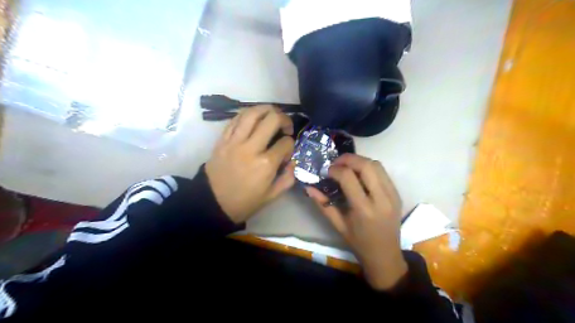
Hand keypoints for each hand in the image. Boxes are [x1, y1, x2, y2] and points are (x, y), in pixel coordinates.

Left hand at [206, 106, 295, 224]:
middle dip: (284, 119)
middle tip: (286, 126)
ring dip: (266, 109)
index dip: (291, 144)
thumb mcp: (272, 196)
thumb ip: (288, 178)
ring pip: (252, 113)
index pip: (286, 143)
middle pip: (272, 119)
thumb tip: (292, 161)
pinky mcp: (222, 139)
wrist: (212, 203)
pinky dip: (247, 114)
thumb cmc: (245, 202)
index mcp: (265, 164)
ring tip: (272, 114)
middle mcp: (251, 148)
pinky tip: (254, 118)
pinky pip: (236, 119)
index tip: (287, 152)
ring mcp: (234, 141)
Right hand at [307, 153, 406, 289]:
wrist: (385, 255)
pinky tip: (359, 174)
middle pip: (366, 165)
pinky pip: (383, 172)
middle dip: (348, 159)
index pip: (349, 177)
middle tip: (336, 163)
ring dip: (360, 160)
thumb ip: (323, 204)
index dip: (335, 169)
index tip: (327, 171)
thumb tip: (309, 187)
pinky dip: (369, 167)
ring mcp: (392, 195)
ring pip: (377, 165)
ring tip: (347, 166)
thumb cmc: (359, 243)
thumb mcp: (338, 225)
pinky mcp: (397, 194)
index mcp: (364, 210)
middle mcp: (381, 199)